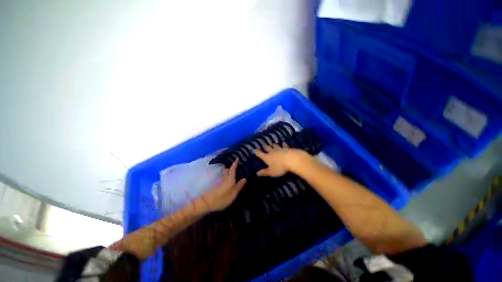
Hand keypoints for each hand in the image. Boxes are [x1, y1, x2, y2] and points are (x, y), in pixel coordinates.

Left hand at [197, 160, 245, 211]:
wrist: (207, 202)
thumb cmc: (222, 198)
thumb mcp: (233, 193)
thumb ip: (239, 186)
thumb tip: (244, 178)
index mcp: (230, 178)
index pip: (233, 169)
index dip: (235, 164)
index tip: (237, 158)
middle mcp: (225, 177)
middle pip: (229, 170)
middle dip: (232, 168)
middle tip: (238, 168)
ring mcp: (219, 180)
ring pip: (225, 173)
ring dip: (229, 172)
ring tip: (234, 174)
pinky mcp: (216, 184)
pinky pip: (223, 177)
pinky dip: (226, 176)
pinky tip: (228, 180)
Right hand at [255, 144, 306, 176]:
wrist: (291, 159)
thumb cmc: (280, 167)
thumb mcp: (271, 172)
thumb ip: (264, 172)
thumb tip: (257, 173)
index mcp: (267, 157)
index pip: (260, 154)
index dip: (256, 152)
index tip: (254, 149)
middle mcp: (272, 152)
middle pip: (267, 148)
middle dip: (265, 147)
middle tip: (263, 145)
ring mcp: (279, 149)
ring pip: (275, 146)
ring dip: (273, 145)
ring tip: (272, 144)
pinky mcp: (287, 148)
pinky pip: (284, 145)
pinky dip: (283, 144)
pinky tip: (283, 143)